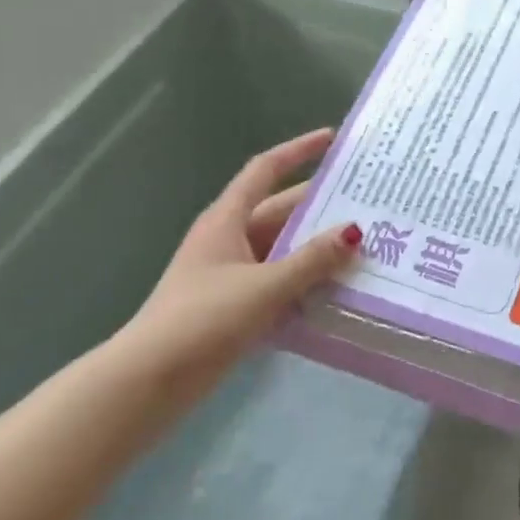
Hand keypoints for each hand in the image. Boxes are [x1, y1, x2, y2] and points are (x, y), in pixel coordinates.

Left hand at [117, 128, 360, 398]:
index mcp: (227, 220)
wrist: (150, 380)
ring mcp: (232, 273)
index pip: (265, 170)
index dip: (297, 150)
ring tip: (365, 247)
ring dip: (318, 249)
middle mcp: (229, 239)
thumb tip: (355, 231)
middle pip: (281, 211)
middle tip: (369, 204)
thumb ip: (312, 260)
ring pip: (284, 249)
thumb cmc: (204, 319)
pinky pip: (280, 281)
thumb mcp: (264, 286)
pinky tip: (339, 290)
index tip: (331, 139)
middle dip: (322, 208)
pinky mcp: (236, 304)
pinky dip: (306, 281)